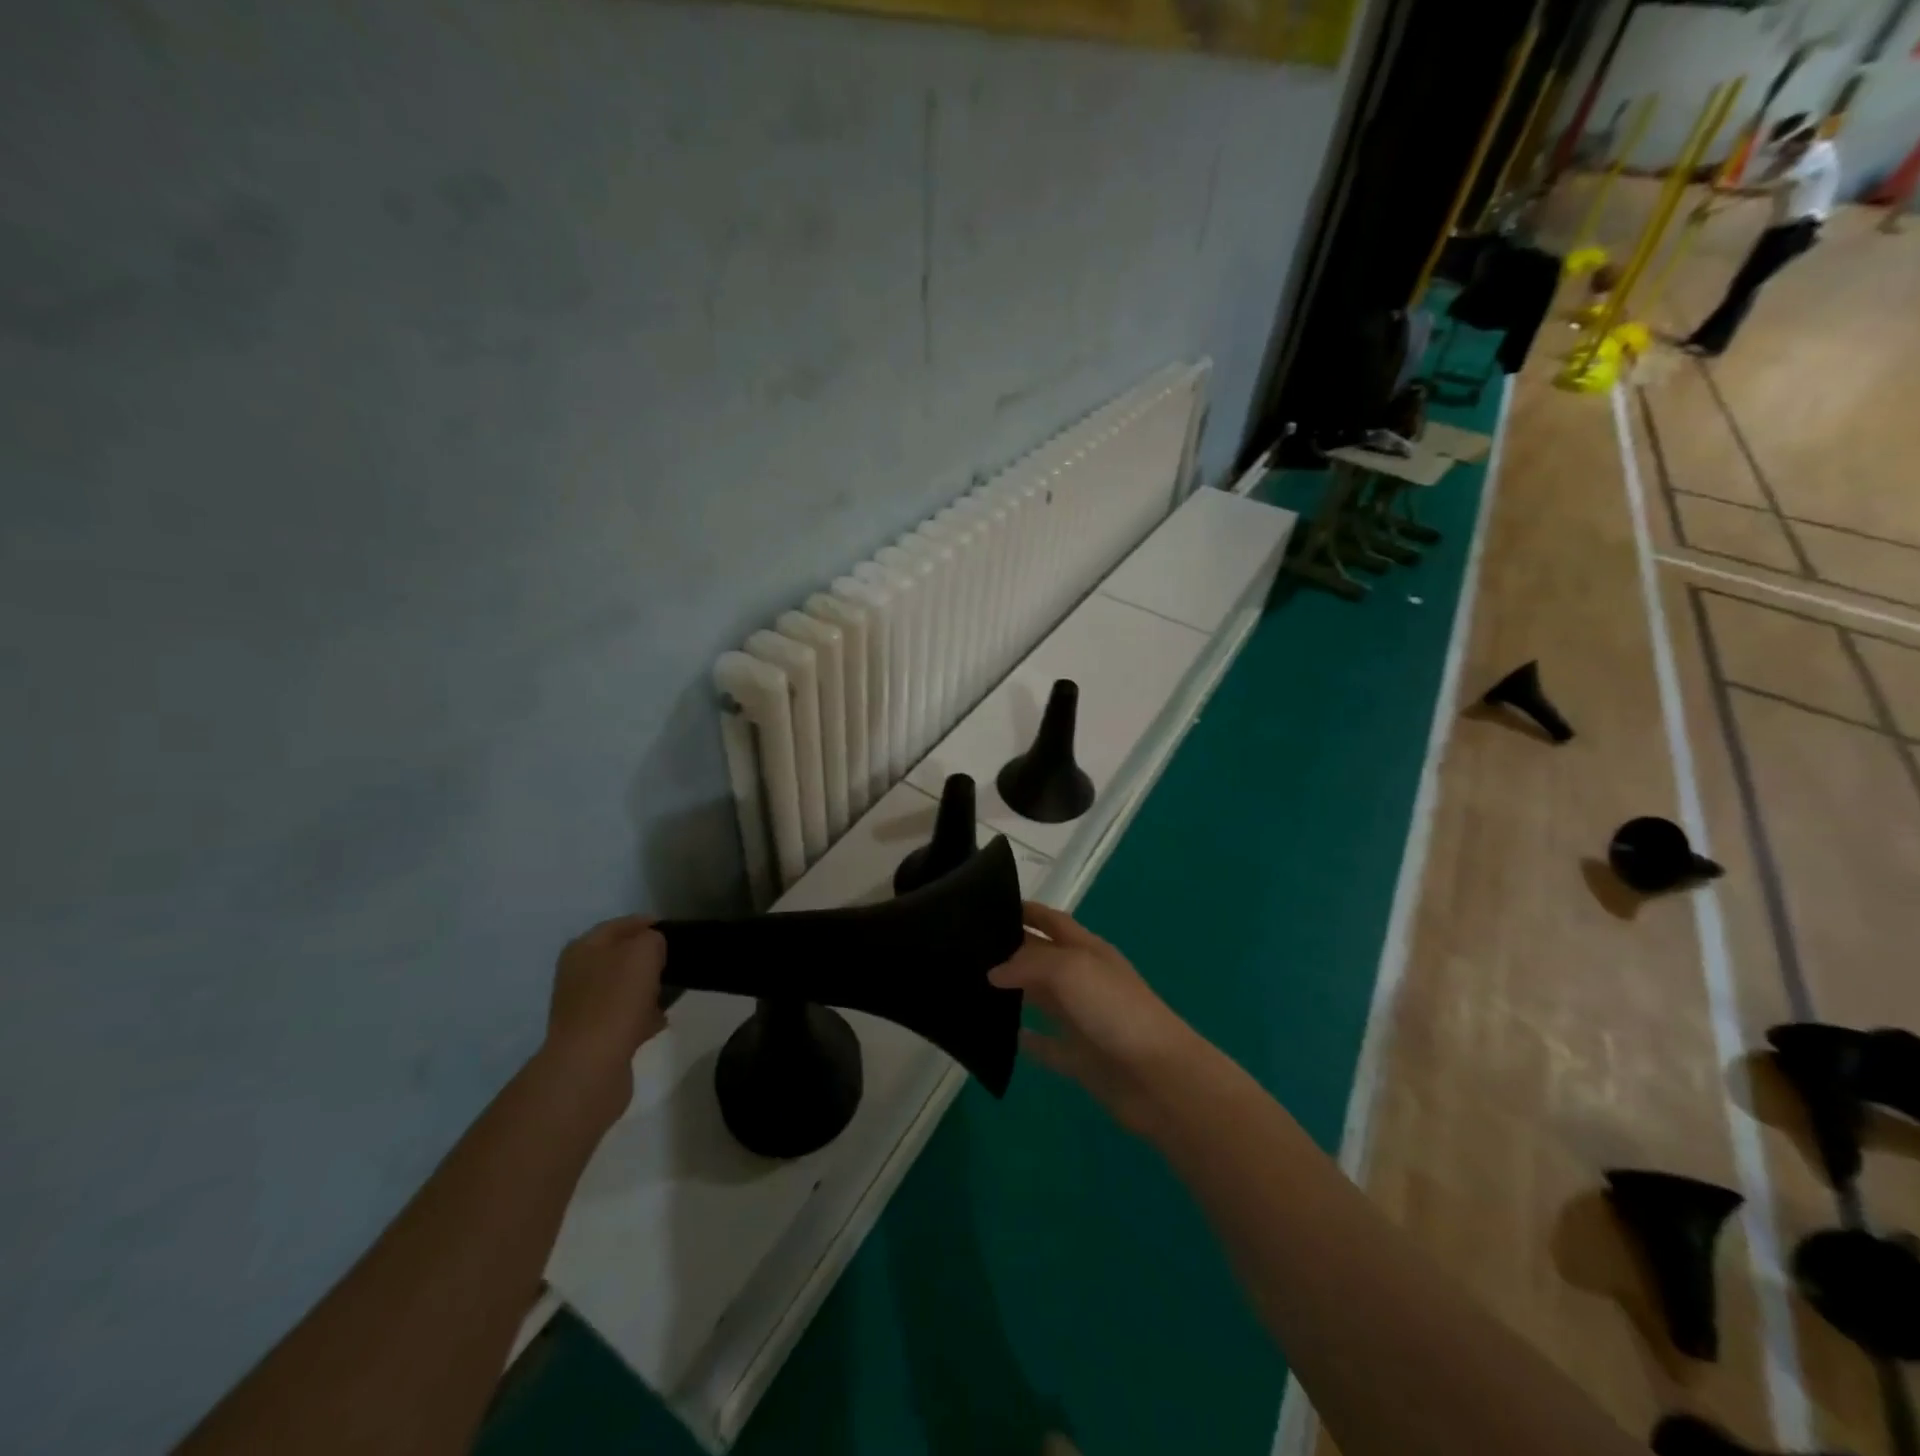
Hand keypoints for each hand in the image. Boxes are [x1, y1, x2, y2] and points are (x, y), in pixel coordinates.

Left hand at [541, 916, 668, 1119]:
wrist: (590, 1065)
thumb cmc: (616, 999)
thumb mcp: (643, 952)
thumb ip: (652, 939)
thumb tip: (652, 950)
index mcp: (583, 949)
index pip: (619, 925)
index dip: (647, 924)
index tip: (675, 931)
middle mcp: (577, 975)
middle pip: (619, 957)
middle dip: (647, 959)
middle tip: (675, 962)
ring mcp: (583, 1008)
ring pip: (623, 989)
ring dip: (646, 989)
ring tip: (672, 993)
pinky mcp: (593, 1037)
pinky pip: (624, 1017)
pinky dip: (642, 1017)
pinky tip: (660, 1021)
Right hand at [989, 902, 1205, 1135]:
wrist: (1159, 1078)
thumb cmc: (1115, 1010)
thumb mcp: (1071, 969)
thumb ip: (1029, 963)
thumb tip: (994, 971)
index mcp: (1089, 950)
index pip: (1052, 921)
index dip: (1027, 910)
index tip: (990, 903)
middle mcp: (1085, 980)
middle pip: (1043, 958)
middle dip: (1011, 950)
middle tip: (968, 948)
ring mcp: (1083, 1020)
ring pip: (1042, 999)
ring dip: (1014, 992)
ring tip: (973, 987)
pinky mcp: (1081, 1059)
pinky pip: (1048, 1046)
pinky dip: (1027, 1040)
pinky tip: (1000, 1037)